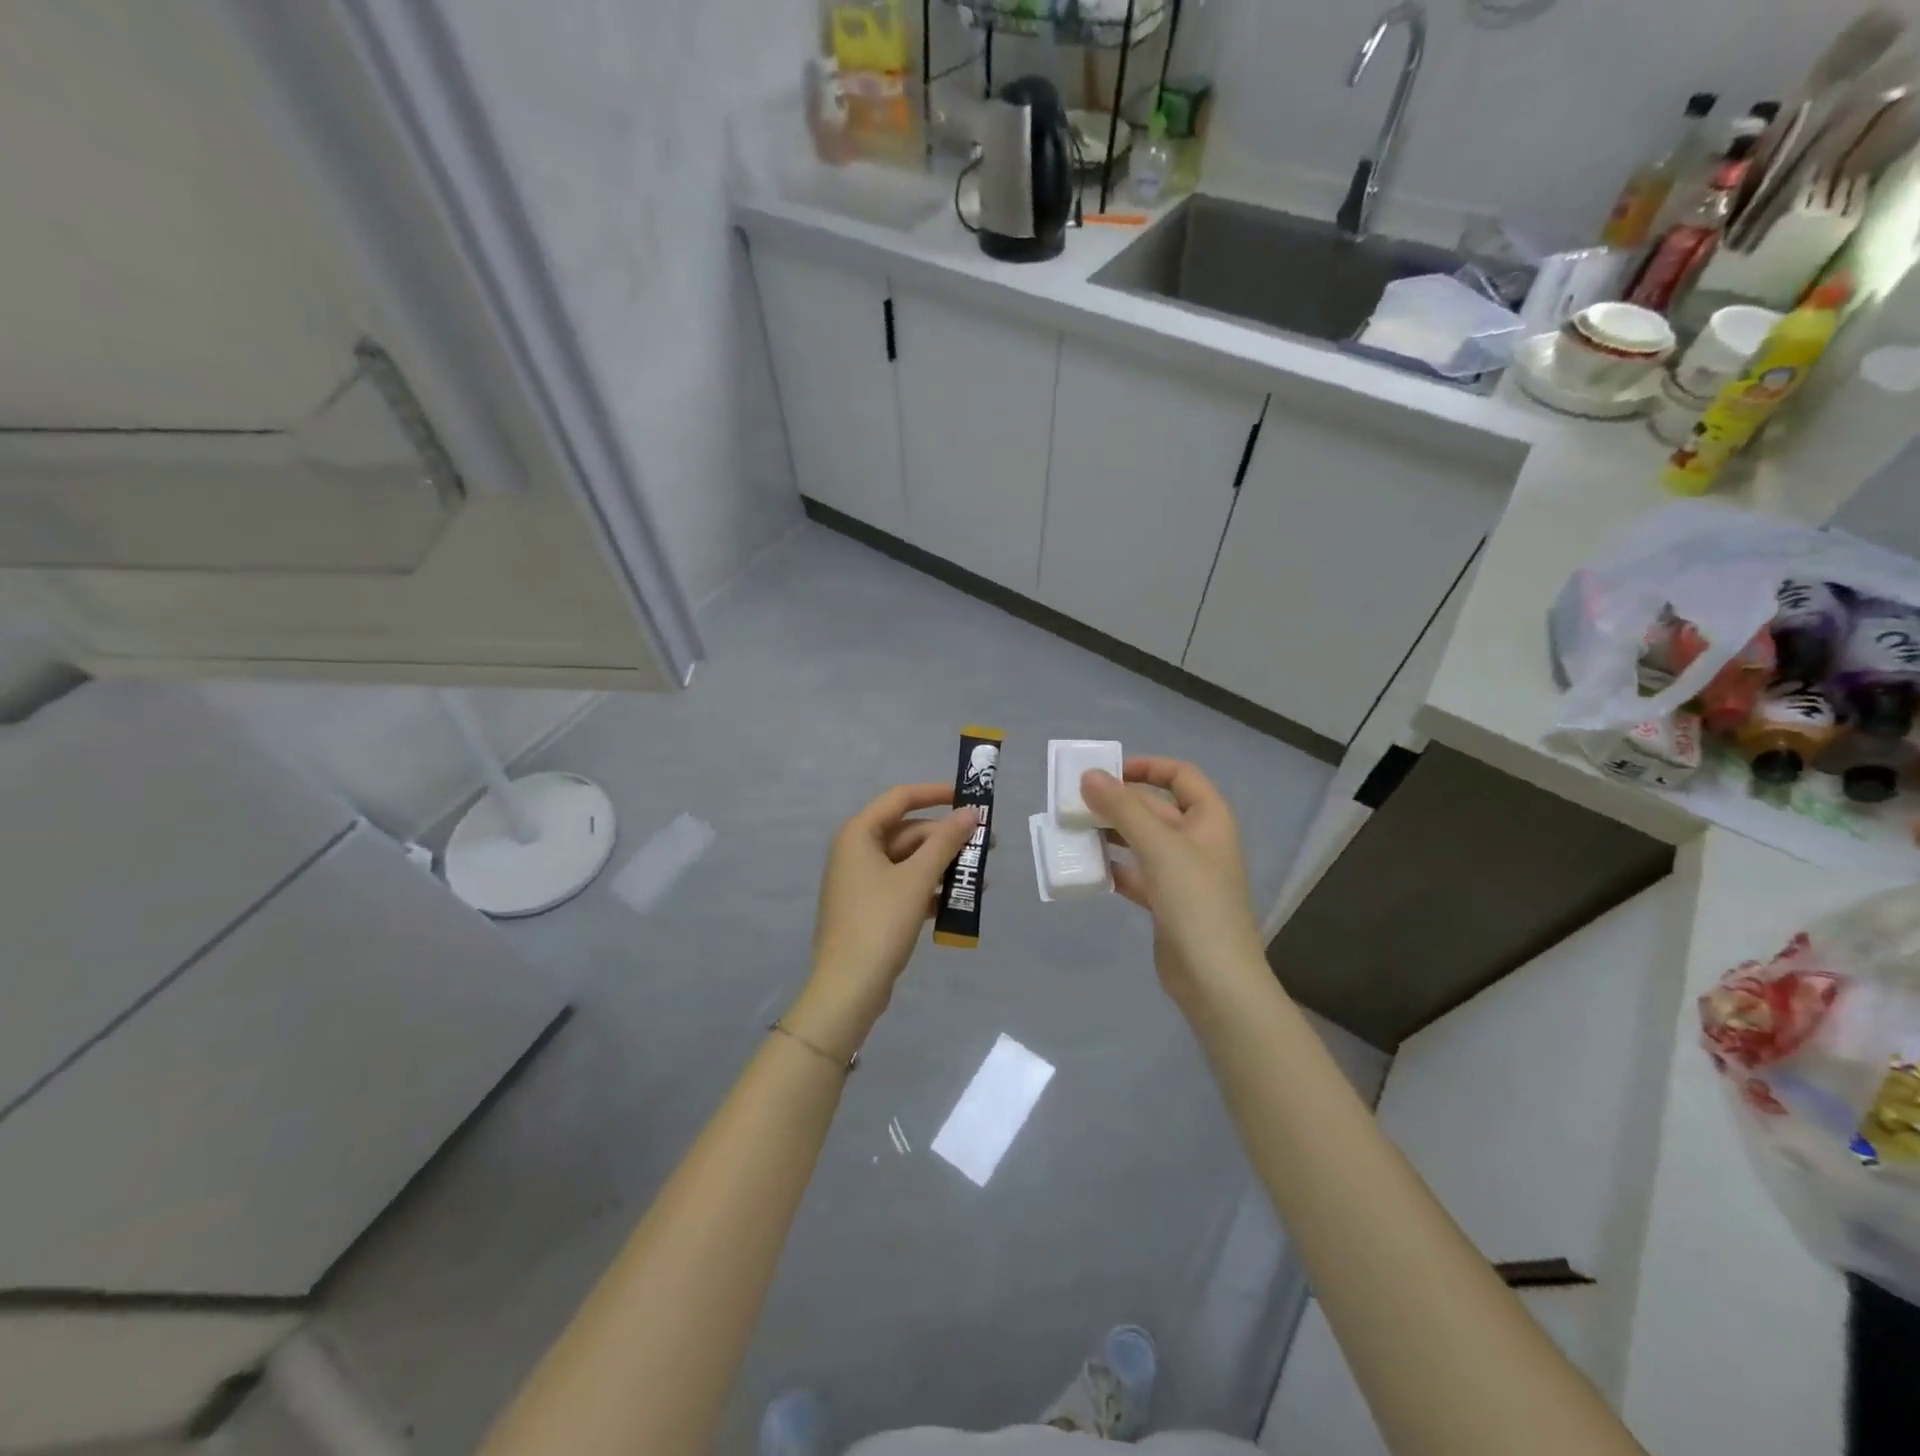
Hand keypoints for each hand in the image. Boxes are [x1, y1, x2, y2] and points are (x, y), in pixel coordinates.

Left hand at [790, 783, 979, 1057]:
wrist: (848, 989)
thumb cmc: (880, 924)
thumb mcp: (918, 879)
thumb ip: (946, 842)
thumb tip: (971, 813)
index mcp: (859, 834)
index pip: (900, 798)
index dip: (936, 793)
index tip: (969, 797)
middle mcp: (856, 850)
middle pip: (909, 832)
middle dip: (948, 838)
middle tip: (988, 845)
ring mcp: (862, 881)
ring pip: (910, 861)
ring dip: (944, 865)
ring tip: (982, 877)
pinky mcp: (870, 908)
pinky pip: (905, 886)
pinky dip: (931, 888)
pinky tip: (960, 901)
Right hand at [1080, 758, 1266, 1003]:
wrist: (1215, 979)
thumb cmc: (1195, 901)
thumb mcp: (1159, 846)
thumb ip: (1123, 808)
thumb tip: (1089, 775)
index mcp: (1209, 819)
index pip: (1181, 775)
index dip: (1147, 766)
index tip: (1108, 771)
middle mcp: (1198, 841)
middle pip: (1155, 808)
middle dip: (1118, 803)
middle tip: (1075, 801)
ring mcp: (1183, 874)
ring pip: (1142, 841)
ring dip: (1111, 833)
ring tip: (1074, 830)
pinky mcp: (1167, 902)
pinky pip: (1136, 873)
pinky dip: (1114, 867)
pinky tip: (1087, 867)